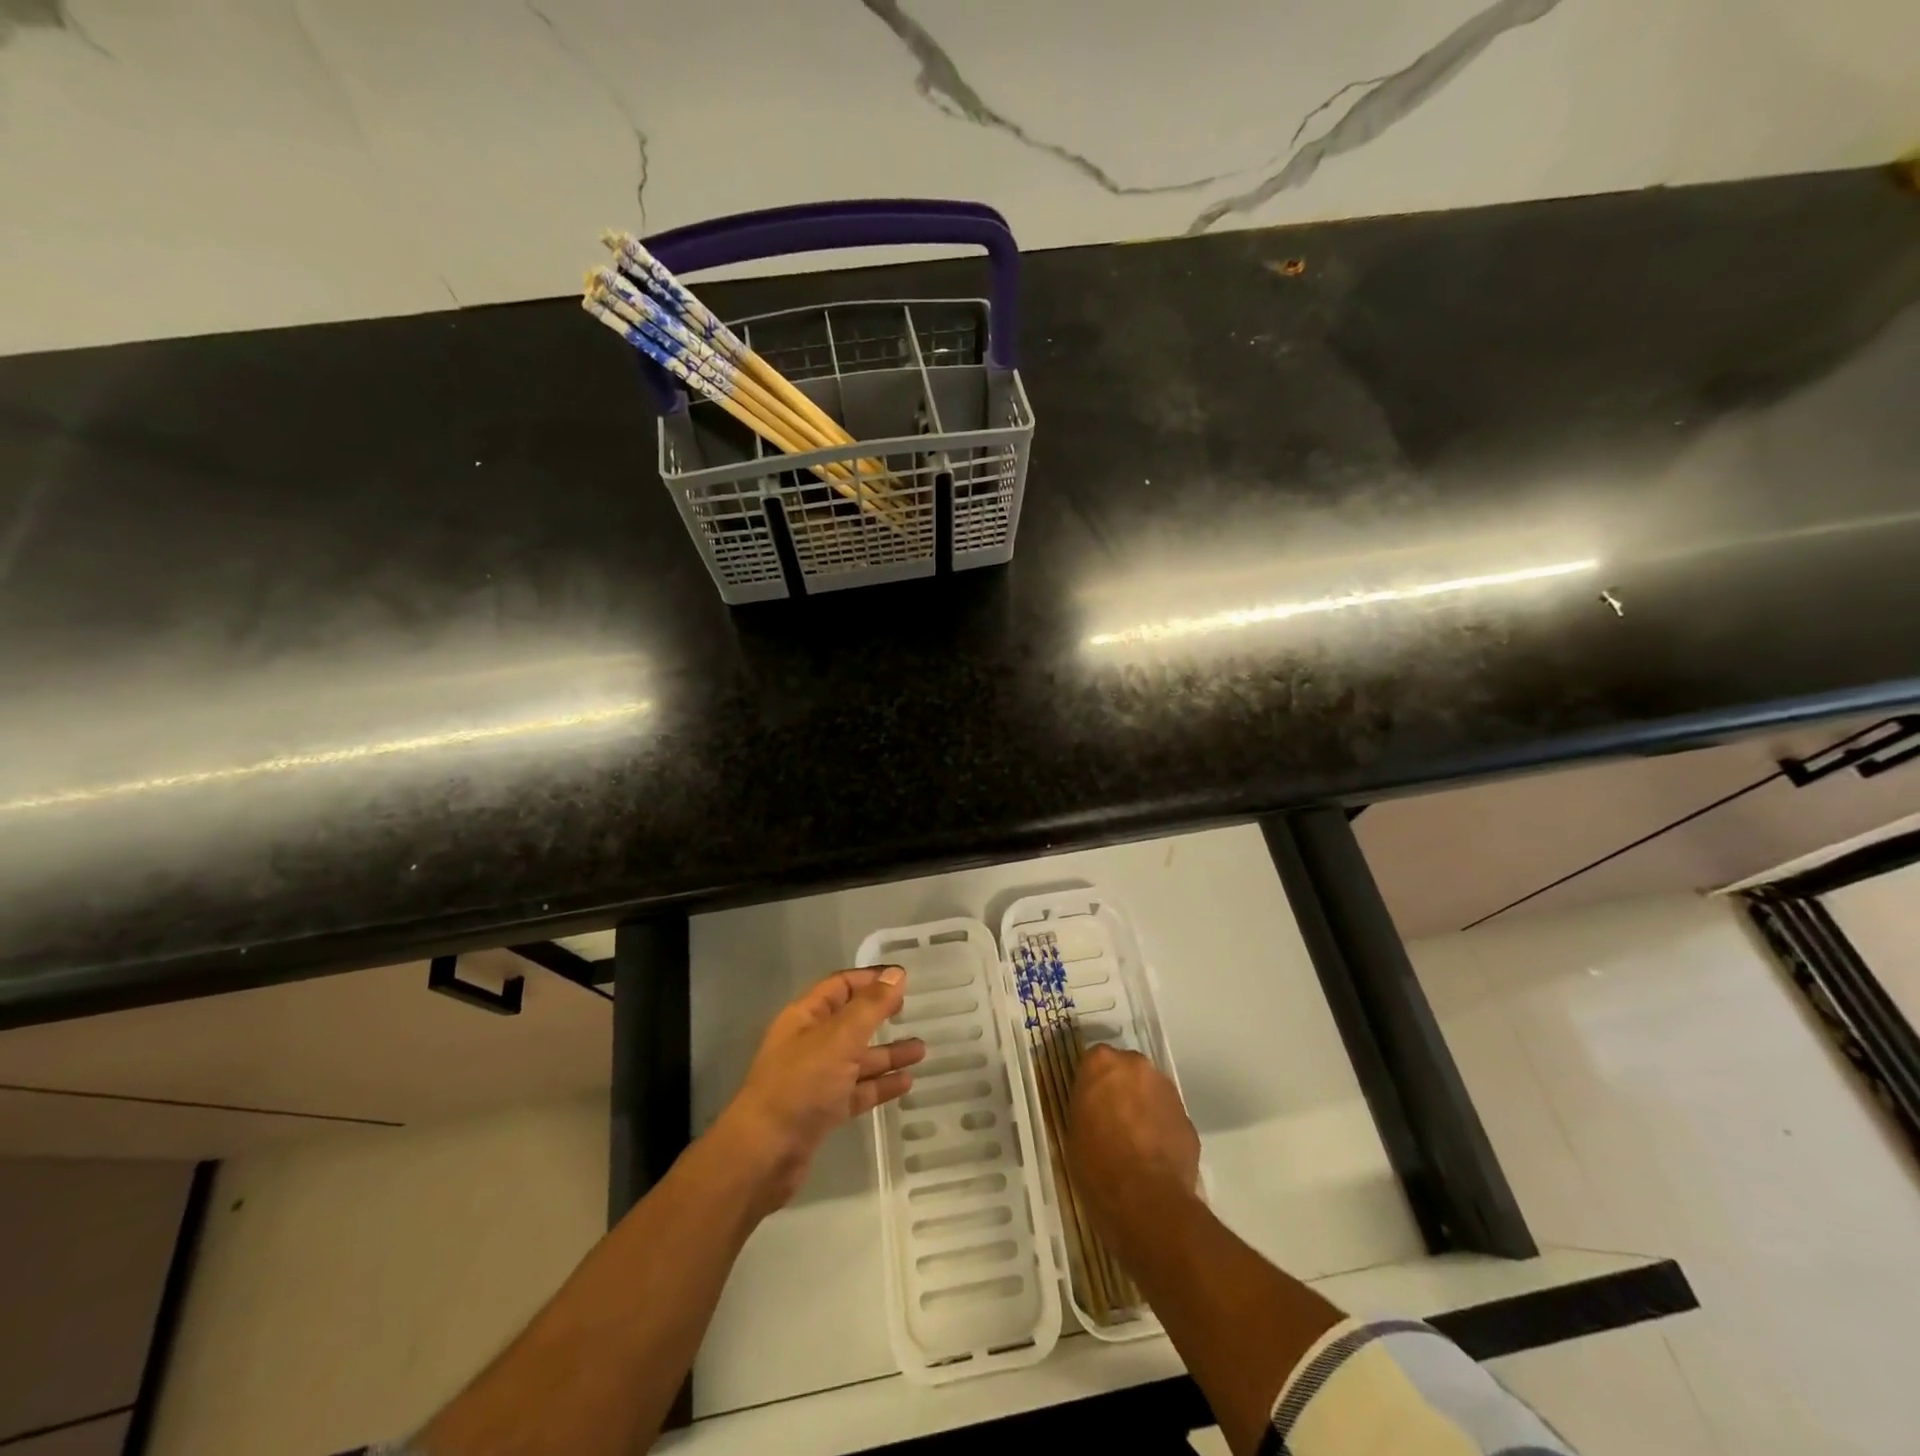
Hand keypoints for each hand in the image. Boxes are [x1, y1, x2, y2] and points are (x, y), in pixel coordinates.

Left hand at [715, 967, 926, 1213]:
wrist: (765, 1154)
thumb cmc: (800, 1084)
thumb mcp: (838, 1039)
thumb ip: (870, 1007)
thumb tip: (896, 974)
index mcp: (805, 1017)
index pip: (840, 986)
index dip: (870, 979)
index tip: (903, 979)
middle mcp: (809, 1043)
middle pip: (850, 1021)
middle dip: (880, 1015)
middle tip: (911, 1010)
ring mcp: (815, 1078)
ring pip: (857, 1058)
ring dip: (887, 1053)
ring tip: (921, 1051)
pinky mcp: (823, 1110)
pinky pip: (857, 1090)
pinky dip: (880, 1084)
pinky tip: (906, 1082)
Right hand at [1067, 1044, 1200, 1235]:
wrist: (1146, 1199)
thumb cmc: (1097, 1163)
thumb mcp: (1074, 1129)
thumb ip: (1087, 1105)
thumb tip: (1097, 1108)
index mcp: (1101, 1063)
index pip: (1094, 1061)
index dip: (1092, 1084)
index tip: (1089, 1104)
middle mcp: (1136, 1065)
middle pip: (1126, 1070)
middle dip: (1121, 1089)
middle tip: (1112, 1119)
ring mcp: (1166, 1090)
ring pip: (1150, 1091)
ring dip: (1143, 1107)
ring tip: (1135, 1142)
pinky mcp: (1188, 1117)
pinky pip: (1168, 1117)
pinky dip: (1161, 1129)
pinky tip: (1153, 1157)